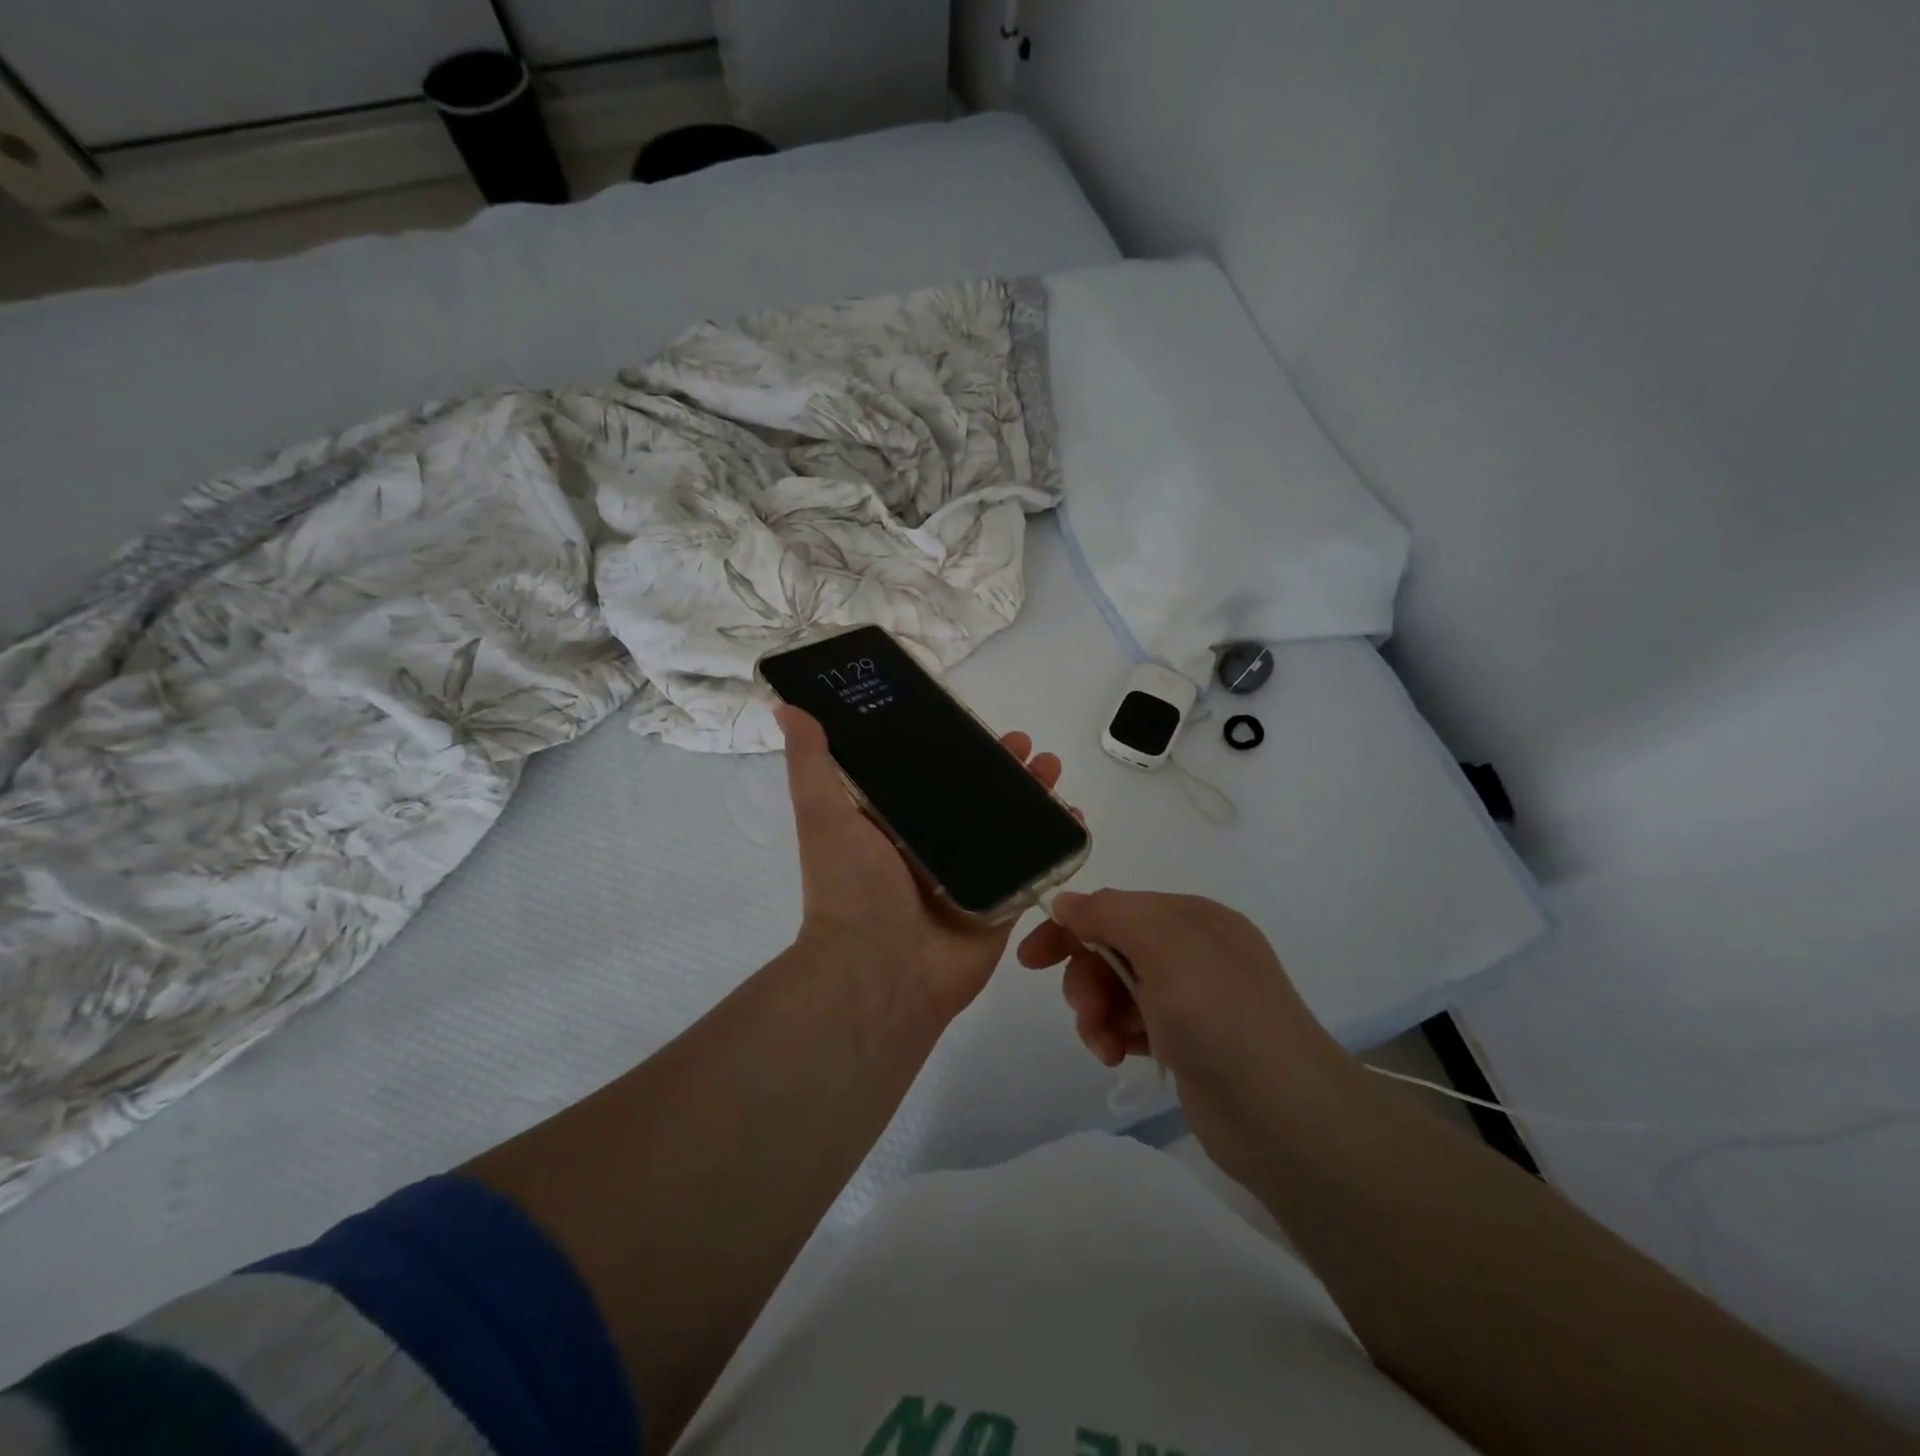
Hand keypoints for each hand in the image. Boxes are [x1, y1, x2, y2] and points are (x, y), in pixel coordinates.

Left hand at [778, 705, 1064, 1026]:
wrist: (880, 974)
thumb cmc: (851, 889)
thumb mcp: (824, 816)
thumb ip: (813, 764)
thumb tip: (788, 709)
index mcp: (895, 824)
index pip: (931, 774)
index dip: (957, 747)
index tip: (978, 723)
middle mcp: (934, 845)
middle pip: (978, 796)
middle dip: (1005, 767)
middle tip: (1027, 746)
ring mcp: (971, 875)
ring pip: (1011, 825)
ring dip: (1035, 795)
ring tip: (1052, 769)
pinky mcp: (1001, 903)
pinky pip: (1035, 866)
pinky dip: (1057, 842)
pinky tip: (1075, 817)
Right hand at [1017, 890, 1354, 1183]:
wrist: (1286, 1118)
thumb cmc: (1221, 1017)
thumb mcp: (1165, 947)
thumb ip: (1110, 914)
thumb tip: (1066, 901)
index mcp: (1192, 918)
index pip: (1114, 908)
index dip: (1069, 927)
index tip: (1030, 959)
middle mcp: (1192, 951)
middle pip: (1111, 949)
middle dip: (1086, 978)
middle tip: (1085, 1011)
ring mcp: (1191, 999)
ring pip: (1117, 989)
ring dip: (1096, 1012)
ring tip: (1101, 1044)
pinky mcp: (1186, 1042)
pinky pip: (1131, 1023)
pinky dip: (1114, 1035)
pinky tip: (1113, 1056)